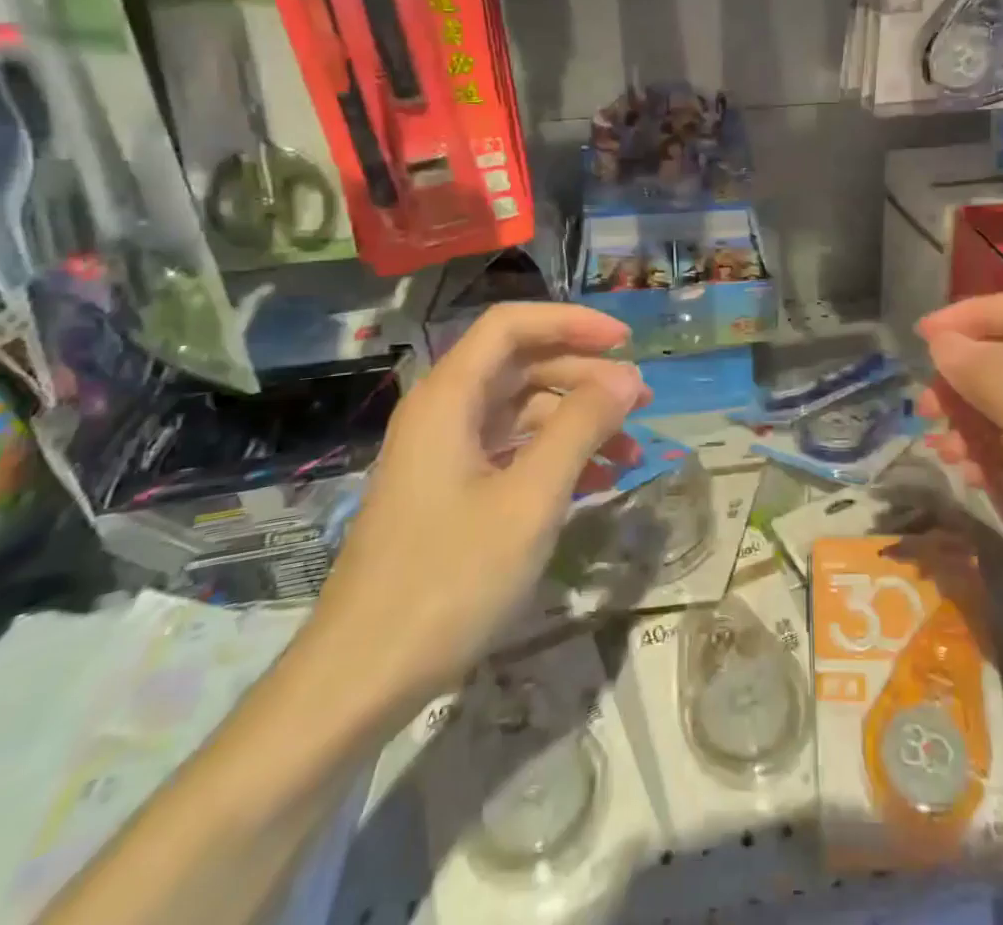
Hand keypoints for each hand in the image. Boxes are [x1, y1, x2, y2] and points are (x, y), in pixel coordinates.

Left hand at [306, 303, 649, 712]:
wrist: (360, 680)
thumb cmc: (448, 579)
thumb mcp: (530, 499)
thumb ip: (581, 427)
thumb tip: (627, 376)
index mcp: (449, 398)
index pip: (511, 325)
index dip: (572, 322)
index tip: (626, 342)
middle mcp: (443, 414)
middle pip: (522, 366)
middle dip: (586, 376)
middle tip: (642, 401)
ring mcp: (445, 455)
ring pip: (522, 412)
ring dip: (578, 422)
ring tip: (632, 451)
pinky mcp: (451, 493)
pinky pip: (513, 452)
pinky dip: (557, 458)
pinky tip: (597, 483)